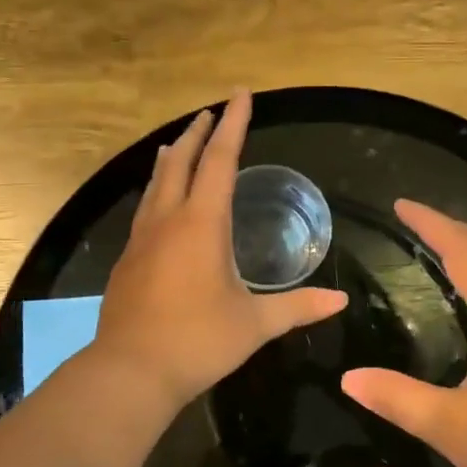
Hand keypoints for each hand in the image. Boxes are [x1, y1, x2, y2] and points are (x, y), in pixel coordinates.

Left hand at [92, 90, 347, 414]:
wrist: (130, 371)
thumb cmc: (198, 341)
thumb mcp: (254, 324)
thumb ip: (297, 307)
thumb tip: (339, 300)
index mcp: (202, 224)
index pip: (220, 160)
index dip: (233, 125)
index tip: (240, 95)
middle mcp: (168, 220)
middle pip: (180, 162)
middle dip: (197, 133)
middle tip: (210, 112)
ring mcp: (141, 239)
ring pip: (155, 184)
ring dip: (171, 159)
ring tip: (177, 145)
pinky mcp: (127, 261)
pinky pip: (145, 210)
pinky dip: (157, 191)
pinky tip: (160, 205)